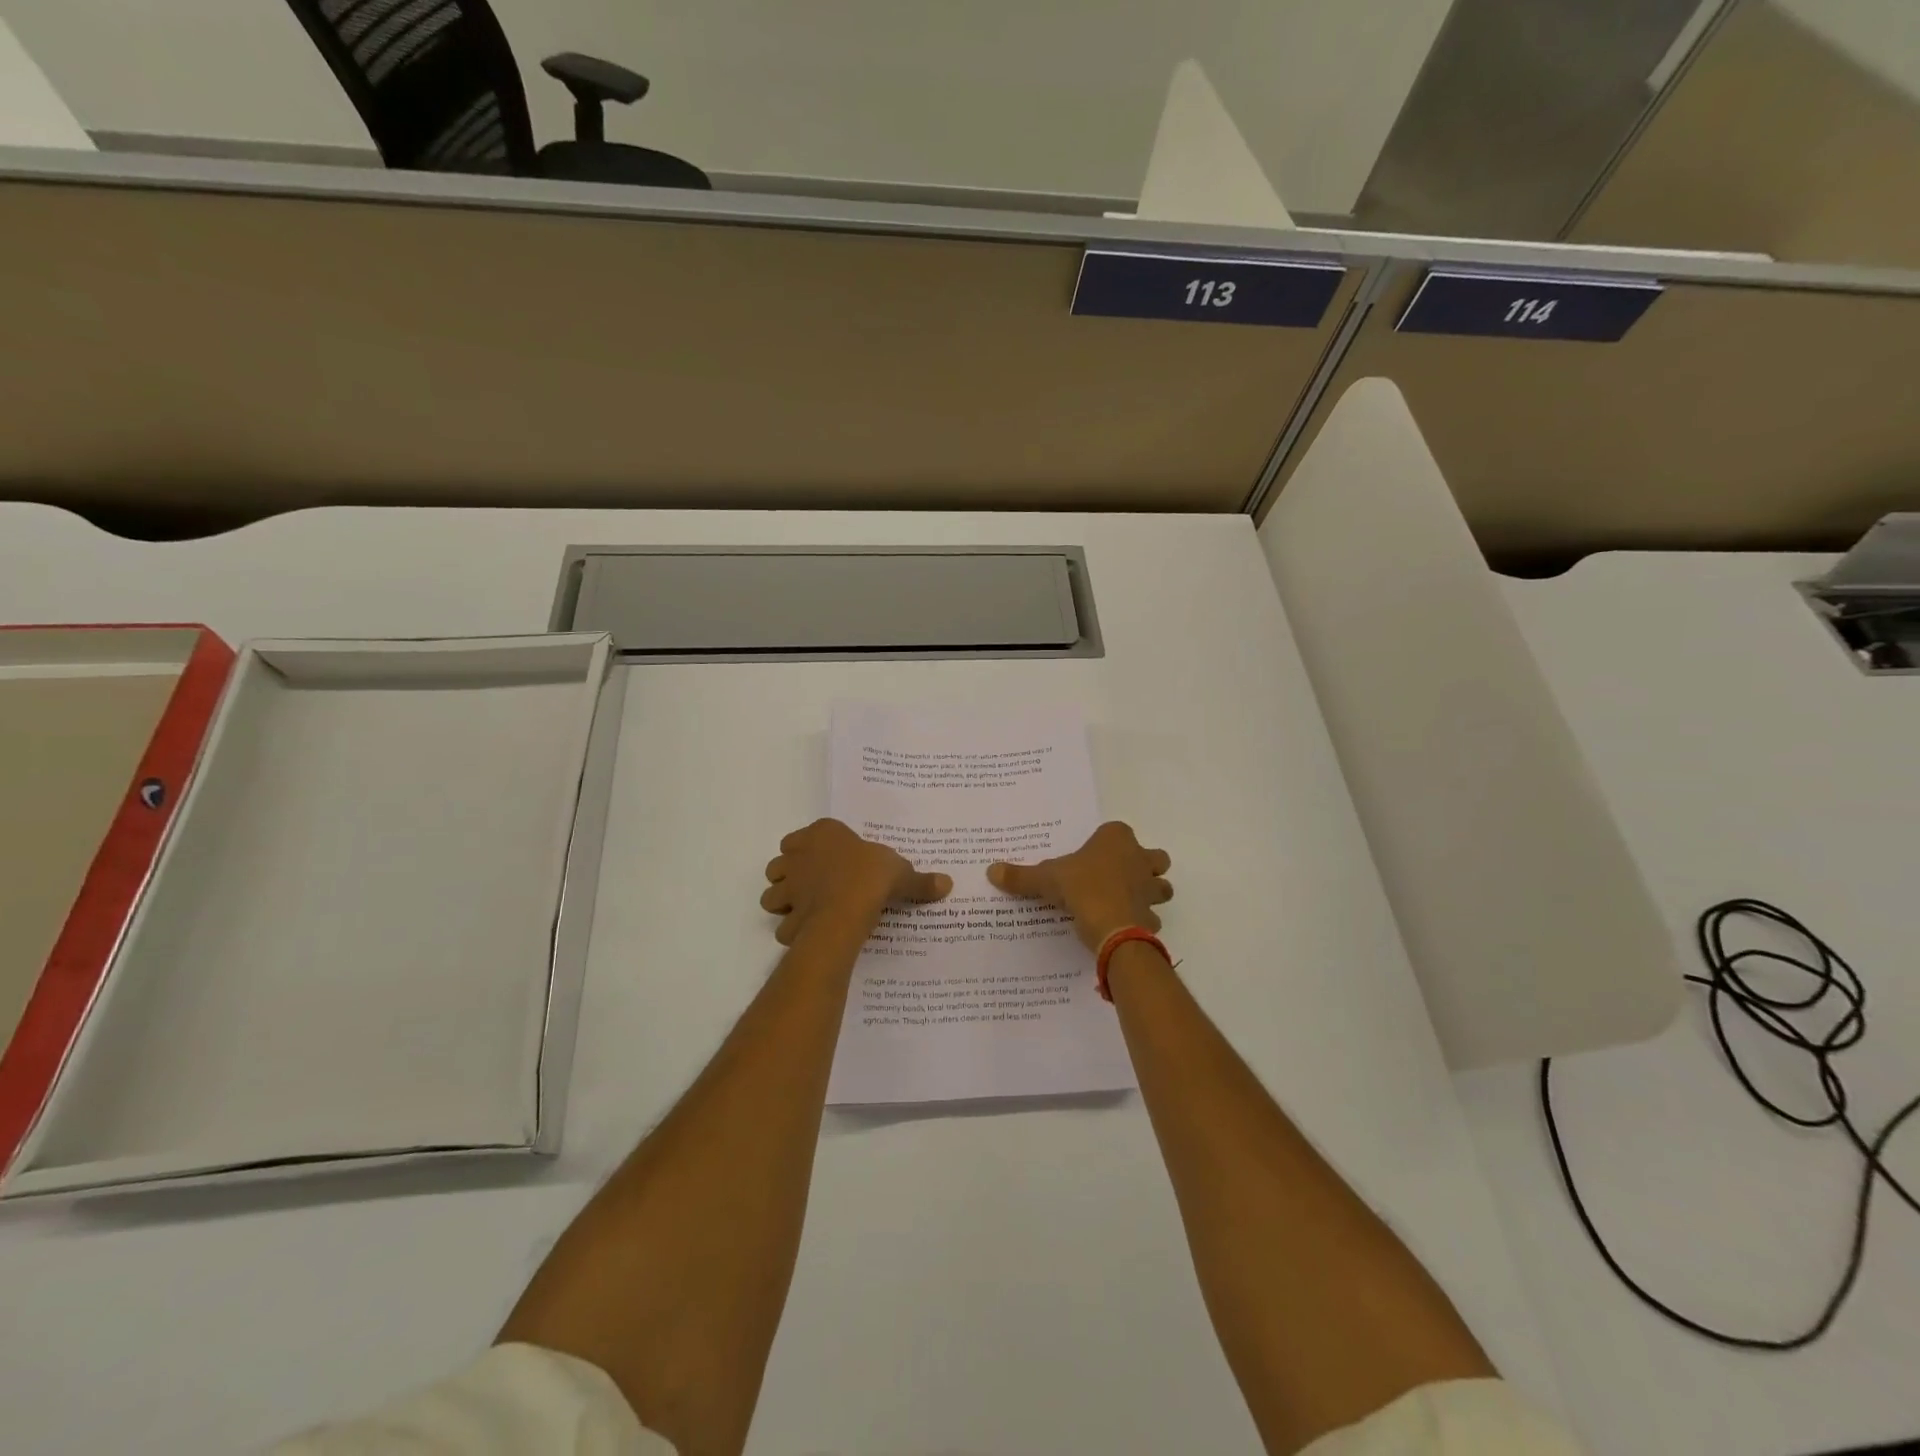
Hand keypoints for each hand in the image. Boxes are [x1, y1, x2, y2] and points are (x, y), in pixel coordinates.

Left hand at [760, 818, 951, 945]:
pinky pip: (783, 925)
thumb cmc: (872, 876)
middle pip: (781, 863)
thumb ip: (920, 880)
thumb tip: (947, 883)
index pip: (804, 835)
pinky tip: (810, 934)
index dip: (812, 848)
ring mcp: (789, 887)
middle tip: (814, 885)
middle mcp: (799, 856)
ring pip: (772, 893)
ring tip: (806, 909)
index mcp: (823, 834)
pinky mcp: (787, 916)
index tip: (830, 860)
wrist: (847, 909)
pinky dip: (792, 930)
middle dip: (791, 874)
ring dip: (784, 901)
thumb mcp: (902, 873)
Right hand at [987, 821, 1171, 949]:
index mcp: (1116, 839)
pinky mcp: (1152, 916)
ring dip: (1150, 893)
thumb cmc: (1080, 888)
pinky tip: (1123, 927)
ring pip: (1161, 886)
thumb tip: (991, 871)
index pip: (1118, 831)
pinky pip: (1152, 916)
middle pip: (1154, 857)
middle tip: (1120, 878)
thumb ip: (1021, 876)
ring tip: (1126, 902)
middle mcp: (1139, 858)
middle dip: (1144, 865)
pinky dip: (1143, 921)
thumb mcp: (1045, 879)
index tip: (1092, 856)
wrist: (1111, 926)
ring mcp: (1150, 888)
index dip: (1108, 842)